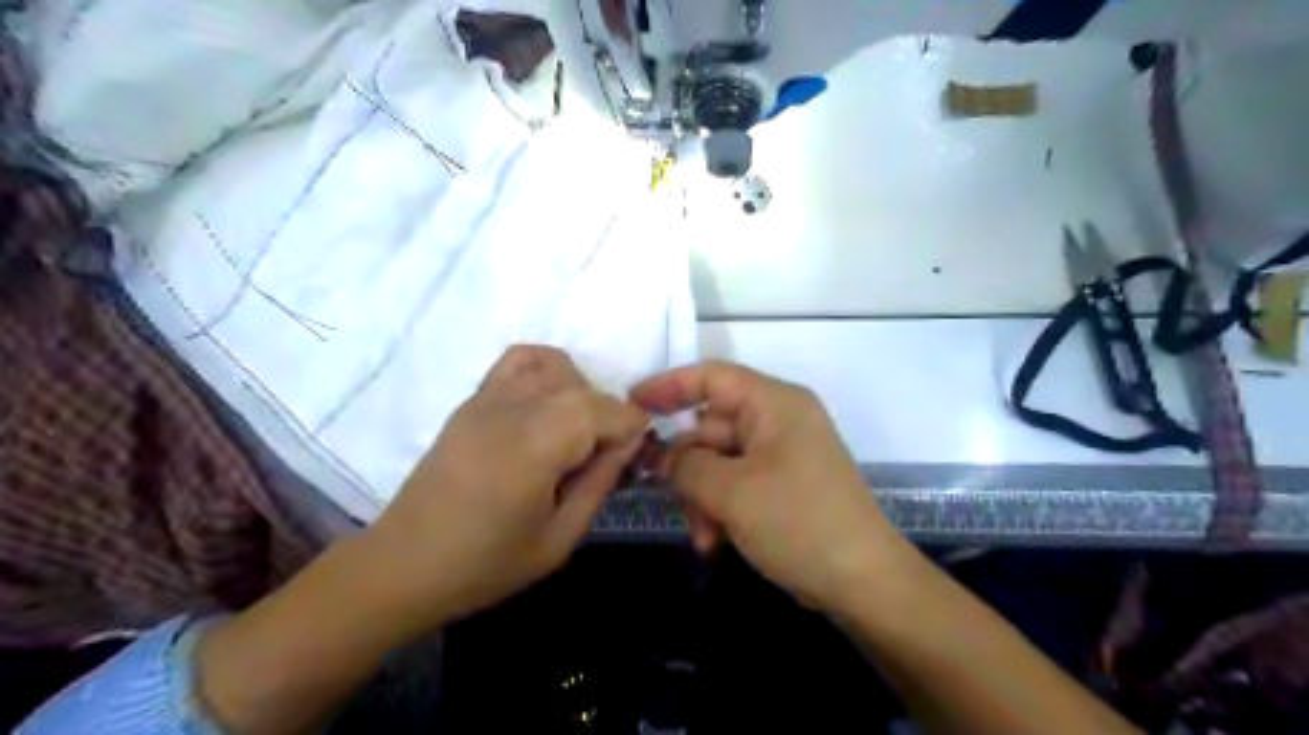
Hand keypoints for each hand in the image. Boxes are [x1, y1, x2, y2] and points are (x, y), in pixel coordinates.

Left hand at [360, 343, 643, 631]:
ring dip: (579, 395)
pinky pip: (520, 361)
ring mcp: (490, 396)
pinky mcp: (473, 399)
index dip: (631, 431)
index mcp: (539, 443)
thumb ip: (600, 482)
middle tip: (600, 462)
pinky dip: (545, 371)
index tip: (631, 461)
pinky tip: (545, 405)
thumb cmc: (486, 563)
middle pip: (585, 389)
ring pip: (558, 368)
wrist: (404, 563)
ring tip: (572, 435)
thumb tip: (629, 444)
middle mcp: (516, 406)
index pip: (608, 410)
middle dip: (608, 419)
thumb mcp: (560, 538)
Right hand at [631, 358, 901, 608]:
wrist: (863, 583)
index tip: (630, 405)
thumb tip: (662, 455)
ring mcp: (782, 454)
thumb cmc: (798, 523)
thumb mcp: (732, 492)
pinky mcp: (783, 485)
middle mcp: (779, 420)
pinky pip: (737, 483)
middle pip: (711, 426)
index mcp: (775, 404)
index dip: (668, 386)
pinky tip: (713, 542)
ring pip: (719, 461)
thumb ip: (686, 465)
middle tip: (656, 489)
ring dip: (701, 495)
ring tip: (700, 535)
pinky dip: (720, 508)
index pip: (712, 376)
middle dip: (685, 464)